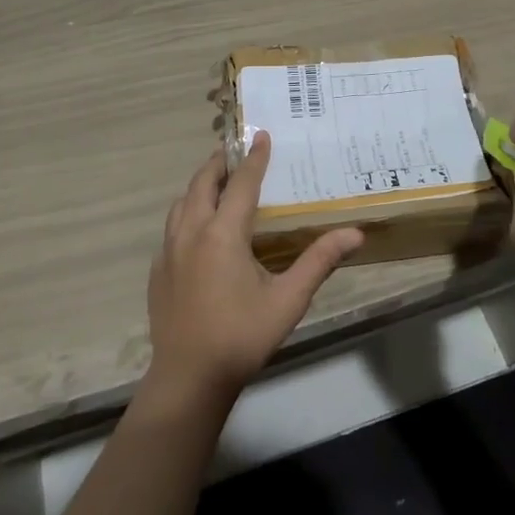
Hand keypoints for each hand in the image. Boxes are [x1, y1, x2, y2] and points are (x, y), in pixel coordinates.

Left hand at [145, 131, 363, 402]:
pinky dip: (187, 210)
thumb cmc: (242, 337)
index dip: (254, 158)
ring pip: (182, 202)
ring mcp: (169, 251)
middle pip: (203, 183)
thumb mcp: (288, 301)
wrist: (188, 380)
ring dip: (200, 184)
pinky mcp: (158, 269)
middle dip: (219, 162)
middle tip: (235, 150)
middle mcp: (191, 232)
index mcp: (223, 234)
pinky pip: (172, 225)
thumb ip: (319, 262)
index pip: (241, 183)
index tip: (261, 134)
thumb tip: (355, 233)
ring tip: (218, 181)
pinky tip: (198, 226)